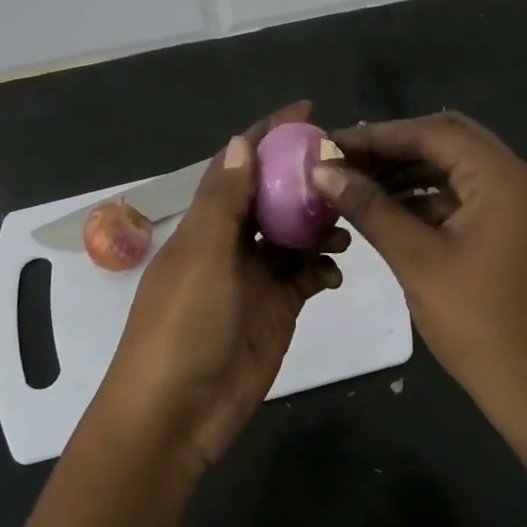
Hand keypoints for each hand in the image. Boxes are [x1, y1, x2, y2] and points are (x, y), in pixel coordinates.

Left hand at [95, 103, 345, 475]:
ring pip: (293, 235)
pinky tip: (337, 270)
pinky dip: (322, 268)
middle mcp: (230, 243)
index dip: (268, 135)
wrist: (176, 414)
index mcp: (206, 223)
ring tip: (350, 223)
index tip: (308, 112)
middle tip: (350, 168)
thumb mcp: (202, 257)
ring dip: (319, 225)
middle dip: (305, 179)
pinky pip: (305, 277)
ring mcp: (254, 277)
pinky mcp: (276, 310)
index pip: (239, 165)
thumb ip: (223, 201)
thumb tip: (241, 142)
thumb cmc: (182, 327)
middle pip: (272, 197)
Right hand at [314, 111, 526, 431]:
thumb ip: (370, 209)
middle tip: (345, 160)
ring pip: (457, 169)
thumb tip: (322, 171)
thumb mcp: (418, 261)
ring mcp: (521, 207)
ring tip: (357, 183)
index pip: (433, 133)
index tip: (331, 146)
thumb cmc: (480, 324)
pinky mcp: (516, 232)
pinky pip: (467, 197)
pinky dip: (428, 198)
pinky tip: (389, 211)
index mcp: (502, 179)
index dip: (378, 136)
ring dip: (409, 172)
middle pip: (448, 142)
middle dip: (394, 148)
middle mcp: (518, 180)